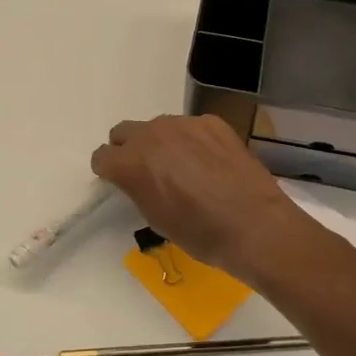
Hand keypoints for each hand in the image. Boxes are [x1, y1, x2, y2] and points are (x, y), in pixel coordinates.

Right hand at [90, 114, 315, 284]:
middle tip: (148, 173)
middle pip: (125, 132)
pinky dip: (192, 141)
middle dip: (129, 150)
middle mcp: (152, 135)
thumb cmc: (200, 233)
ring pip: (159, 127)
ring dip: (162, 143)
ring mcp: (185, 124)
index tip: (120, 182)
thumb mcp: (156, 218)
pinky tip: (211, 164)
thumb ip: (138, 189)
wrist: (254, 225)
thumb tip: (139, 179)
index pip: (102, 156)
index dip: (109, 171)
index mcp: (131, 163)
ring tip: (185, 169)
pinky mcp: (212, 122)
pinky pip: (191, 127)